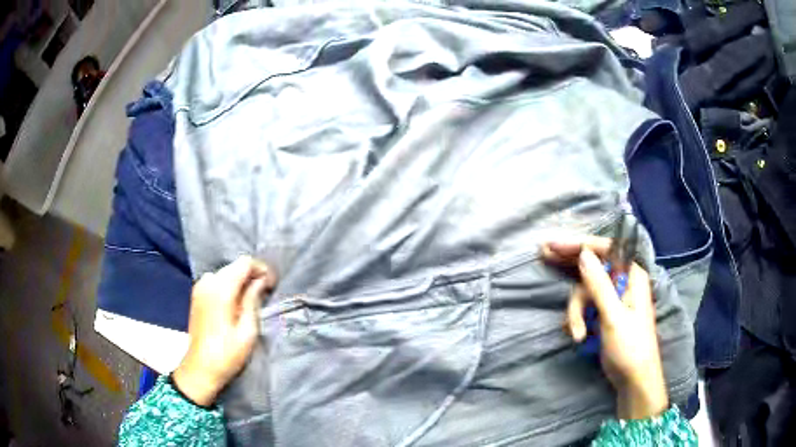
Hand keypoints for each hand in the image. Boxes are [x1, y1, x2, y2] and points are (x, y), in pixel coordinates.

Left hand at [173, 256, 276, 405]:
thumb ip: (253, 300)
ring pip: (226, 272)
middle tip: (266, 292)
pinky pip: (216, 281)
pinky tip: (236, 302)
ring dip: (240, 280)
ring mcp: (199, 287)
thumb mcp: (247, 330)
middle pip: (235, 266)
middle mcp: (208, 282)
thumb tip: (260, 281)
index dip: (261, 269)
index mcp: (221, 289)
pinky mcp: (196, 295)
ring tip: (252, 298)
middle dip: (252, 274)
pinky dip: (229, 285)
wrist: (200, 368)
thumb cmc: (227, 354)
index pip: (244, 263)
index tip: (272, 285)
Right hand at [543, 237, 667, 419]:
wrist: (633, 379)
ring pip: (585, 291)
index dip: (579, 244)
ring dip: (576, 312)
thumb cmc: (630, 348)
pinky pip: (585, 306)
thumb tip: (584, 254)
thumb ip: (599, 285)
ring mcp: (613, 298)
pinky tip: (576, 334)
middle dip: (569, 264)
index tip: (555, 245)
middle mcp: (623, 282)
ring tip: (577, 334)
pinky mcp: (605, 313)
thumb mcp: (613, 317)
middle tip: (544, 253)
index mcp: (632, 276)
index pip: (606, 249)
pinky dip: (577, 318)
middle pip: (592, 265)